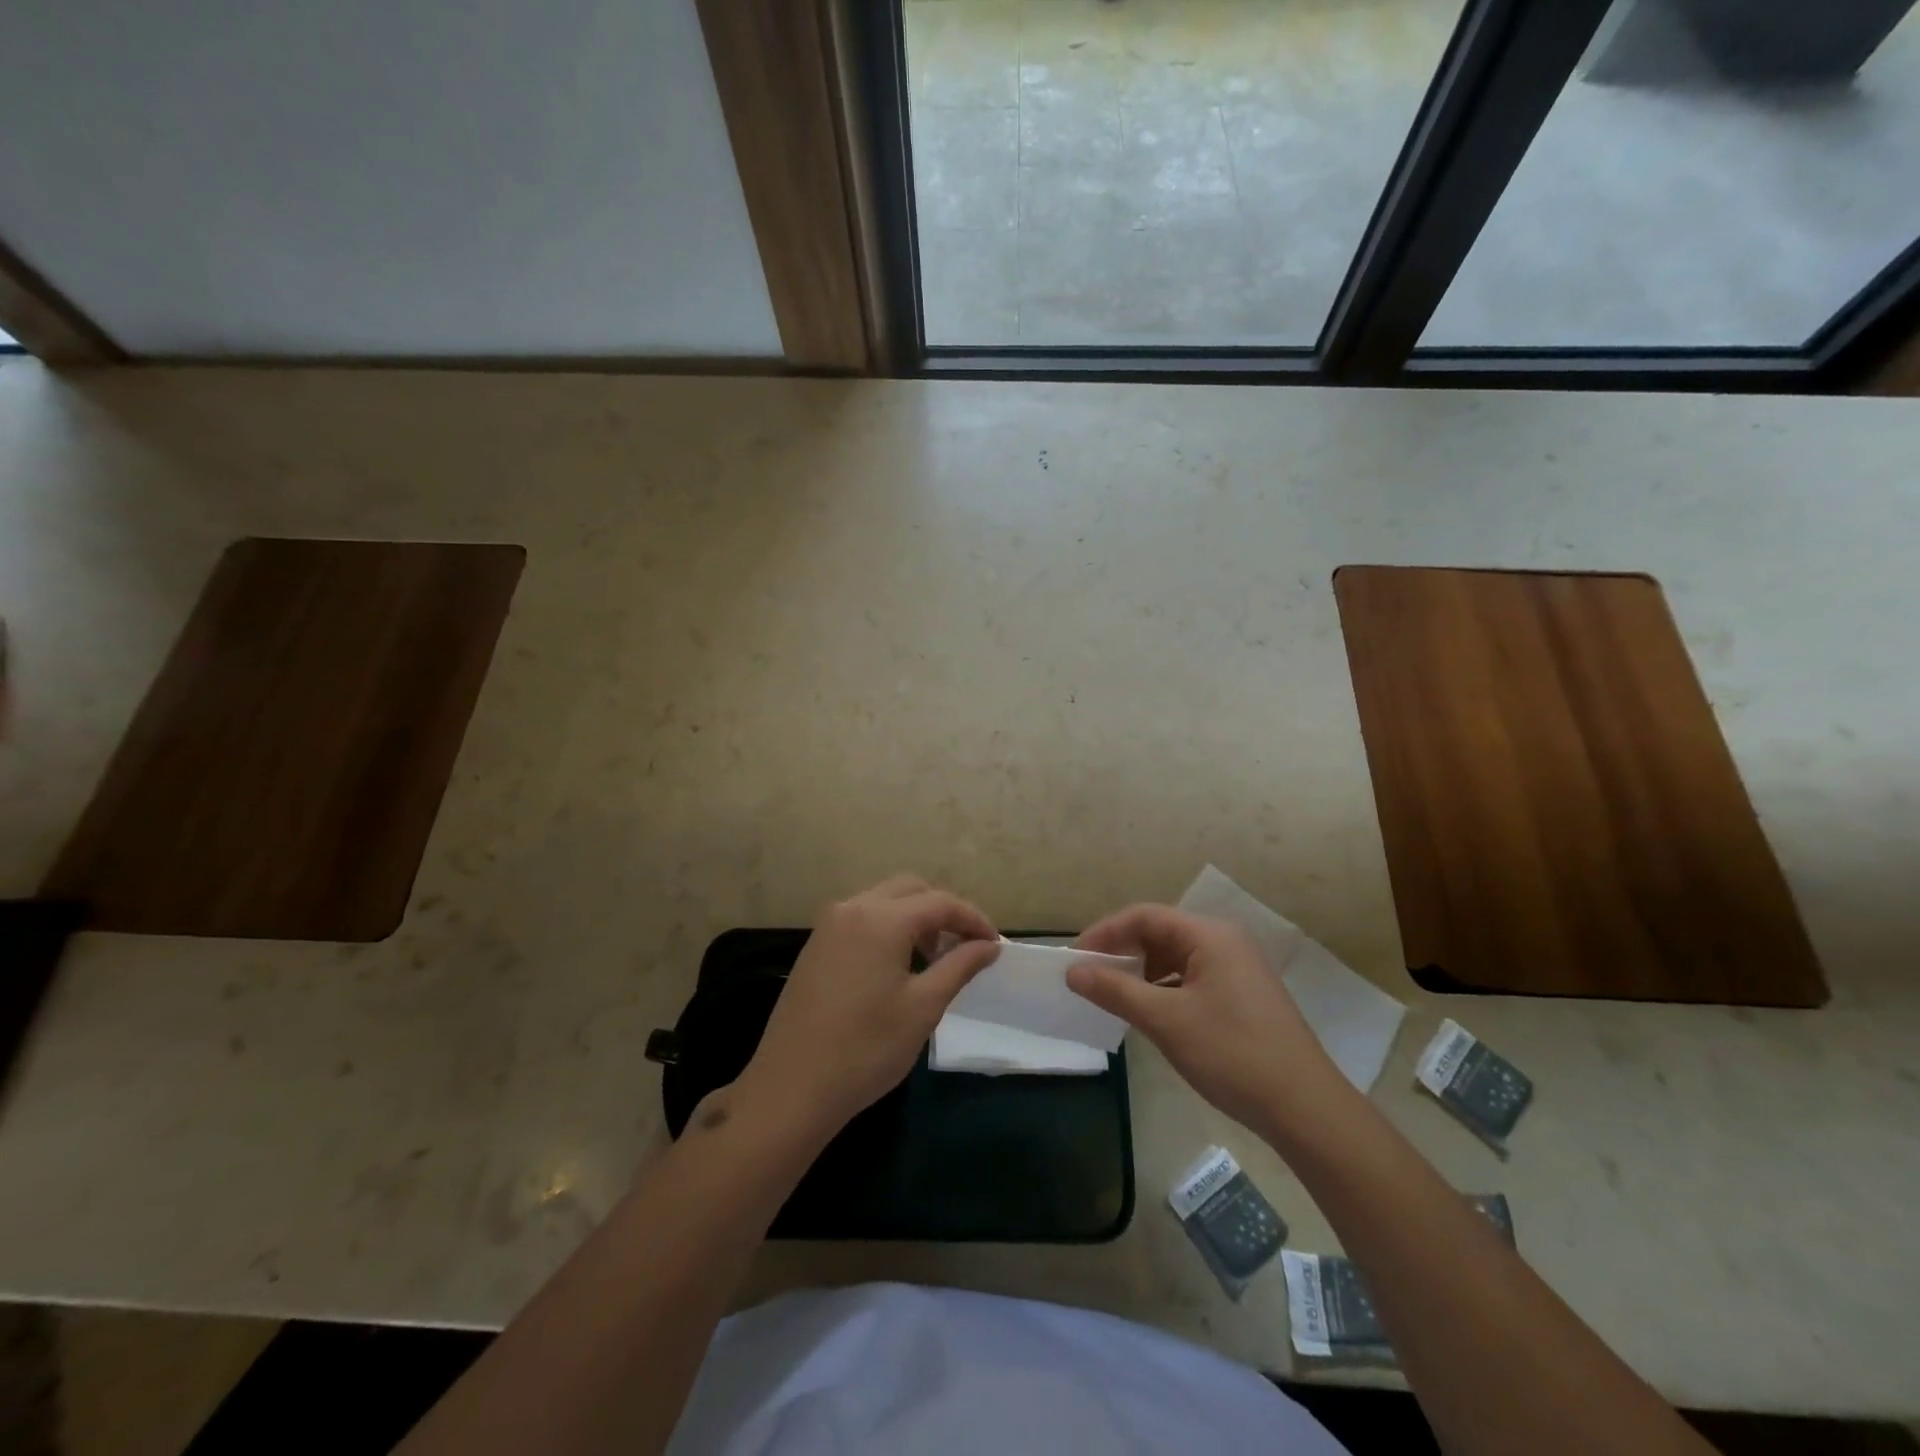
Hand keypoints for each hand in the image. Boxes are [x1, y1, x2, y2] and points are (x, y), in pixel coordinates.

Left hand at [734, 876, 999, 1146]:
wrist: (791, 1088)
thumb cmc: (866, 1049)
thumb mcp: (923, 1007)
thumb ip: (960, 966)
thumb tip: (989, 945)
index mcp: (881, 918)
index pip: (940, 902)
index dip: (973, 920)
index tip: (995, 945)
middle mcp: (852, 908)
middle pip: (910, 890)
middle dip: (943, 912)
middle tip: (965, 948)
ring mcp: (828, 925)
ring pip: (883, 902)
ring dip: (914, 918)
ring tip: (934, 960)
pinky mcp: (815, 946)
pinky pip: (861, 919)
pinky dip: (888, 929)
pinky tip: (897, 967)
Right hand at [1069, 905, 1346, 1138]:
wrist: (1305, 1109)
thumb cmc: (1232, 1054)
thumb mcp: (1165, 1020)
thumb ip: (1115, 990)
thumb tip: (1073, 971)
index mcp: (1210, 935)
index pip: (1144, 916)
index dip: (1105, 933)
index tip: (1074, 959)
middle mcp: (1225, 941)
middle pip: (1160, 933)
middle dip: (1122, 952)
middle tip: (1089, 977)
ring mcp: (1237, 968)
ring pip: (1175, 957)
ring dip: (1141, 973)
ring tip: (1113, 996)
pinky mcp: (1242, 995)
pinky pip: (1191, 978)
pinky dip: (1163, 989)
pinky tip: (1149, 1013)